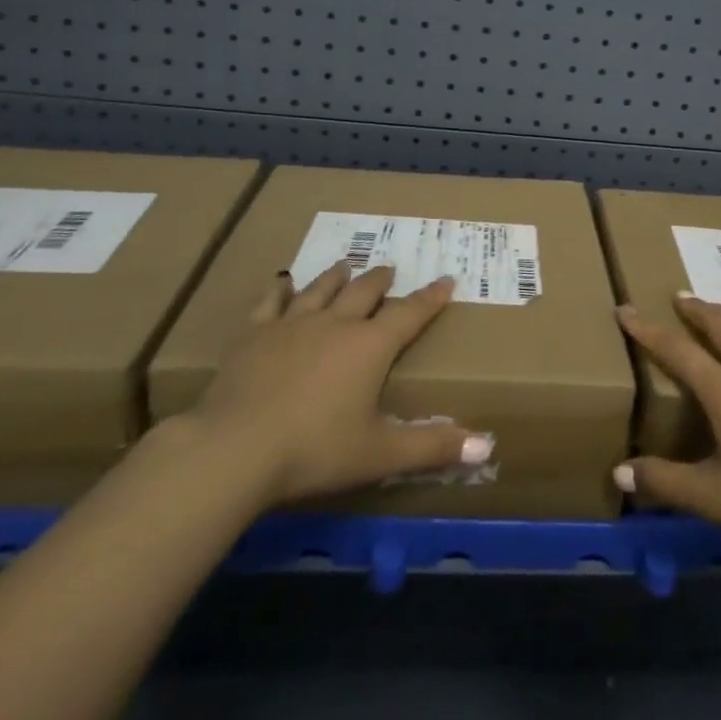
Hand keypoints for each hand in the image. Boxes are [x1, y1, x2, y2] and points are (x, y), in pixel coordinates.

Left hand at [181, 261, 490, 508]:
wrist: (235, 448)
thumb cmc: (315, 450)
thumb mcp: (380, 453)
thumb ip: (432, 447)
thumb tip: (485, 446)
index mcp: (370, 347)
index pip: (410, 313)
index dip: (431, 297)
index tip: (447, 279)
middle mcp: (336, 323)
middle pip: (365, 291)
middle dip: (382, 279)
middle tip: (390, 268)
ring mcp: (292, 324)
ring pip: (321, 288)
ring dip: (338, 276)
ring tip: (347, 265)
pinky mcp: (254, 333)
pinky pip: (271, 301)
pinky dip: (281, 288)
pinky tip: (283, 282)